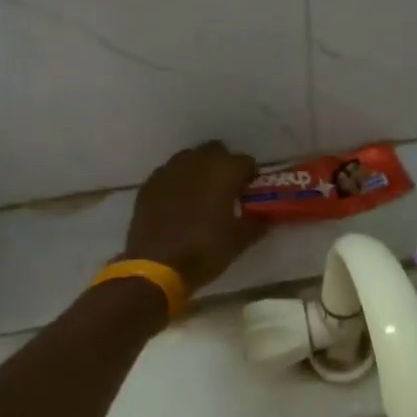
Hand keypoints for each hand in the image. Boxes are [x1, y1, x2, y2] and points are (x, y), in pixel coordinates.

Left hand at [122, 142, 268, 293]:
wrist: (156, 266)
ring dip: (199, 169)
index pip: (245, 161)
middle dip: (223, 164)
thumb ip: (256, 224)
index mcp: (224, 172)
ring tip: (201, 193)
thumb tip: (267, 217)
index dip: (250, 175)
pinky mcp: (149, 184)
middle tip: (227, 188)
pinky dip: (177, 181)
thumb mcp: (239, 242)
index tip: (250, 190)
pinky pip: (168, 173)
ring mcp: (169, 171)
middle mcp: (197, 163)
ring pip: (189, 158)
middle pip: (216, 150)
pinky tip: (177, 202)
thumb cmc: (205, 251)